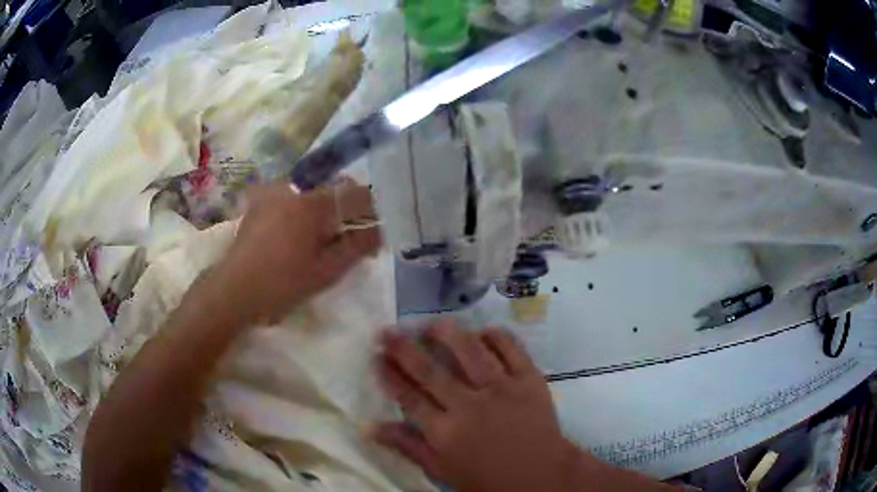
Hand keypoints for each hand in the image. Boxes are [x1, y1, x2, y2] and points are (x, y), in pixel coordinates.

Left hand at [213, 180, 381, 326]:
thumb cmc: (282, 283)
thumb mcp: (325, 271)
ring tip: (324, 233)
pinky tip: (299, 229)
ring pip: (313, 186)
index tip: (377, 225)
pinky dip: (304, 204)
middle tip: (350, 232)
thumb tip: (380, 232)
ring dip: (326, 203)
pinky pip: (293, 192)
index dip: (372, 208)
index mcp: (313, 203)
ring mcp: (274, 190)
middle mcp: (295, 186)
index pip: (356, 194)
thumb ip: (356, 247)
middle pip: (334, 184)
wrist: (235, 289)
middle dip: (349, 204)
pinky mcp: (261, 199)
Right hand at [375, 320, 581, 491]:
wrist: (542, 475)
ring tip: (431, 324)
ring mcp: (502, 388)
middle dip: (404, 348)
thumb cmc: (488, 479)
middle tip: (387, 331)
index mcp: (446, 431)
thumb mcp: (442, 469)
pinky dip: (496, 336)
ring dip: (447, 333)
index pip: (409, 396)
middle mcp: (470, 405)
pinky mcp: (529, 379)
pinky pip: (511, 348)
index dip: (389, 375)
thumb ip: (407, 446)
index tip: (376, 356)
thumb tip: (368, 427)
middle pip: (430, 370)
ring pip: (470, 351)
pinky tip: (483, 331)